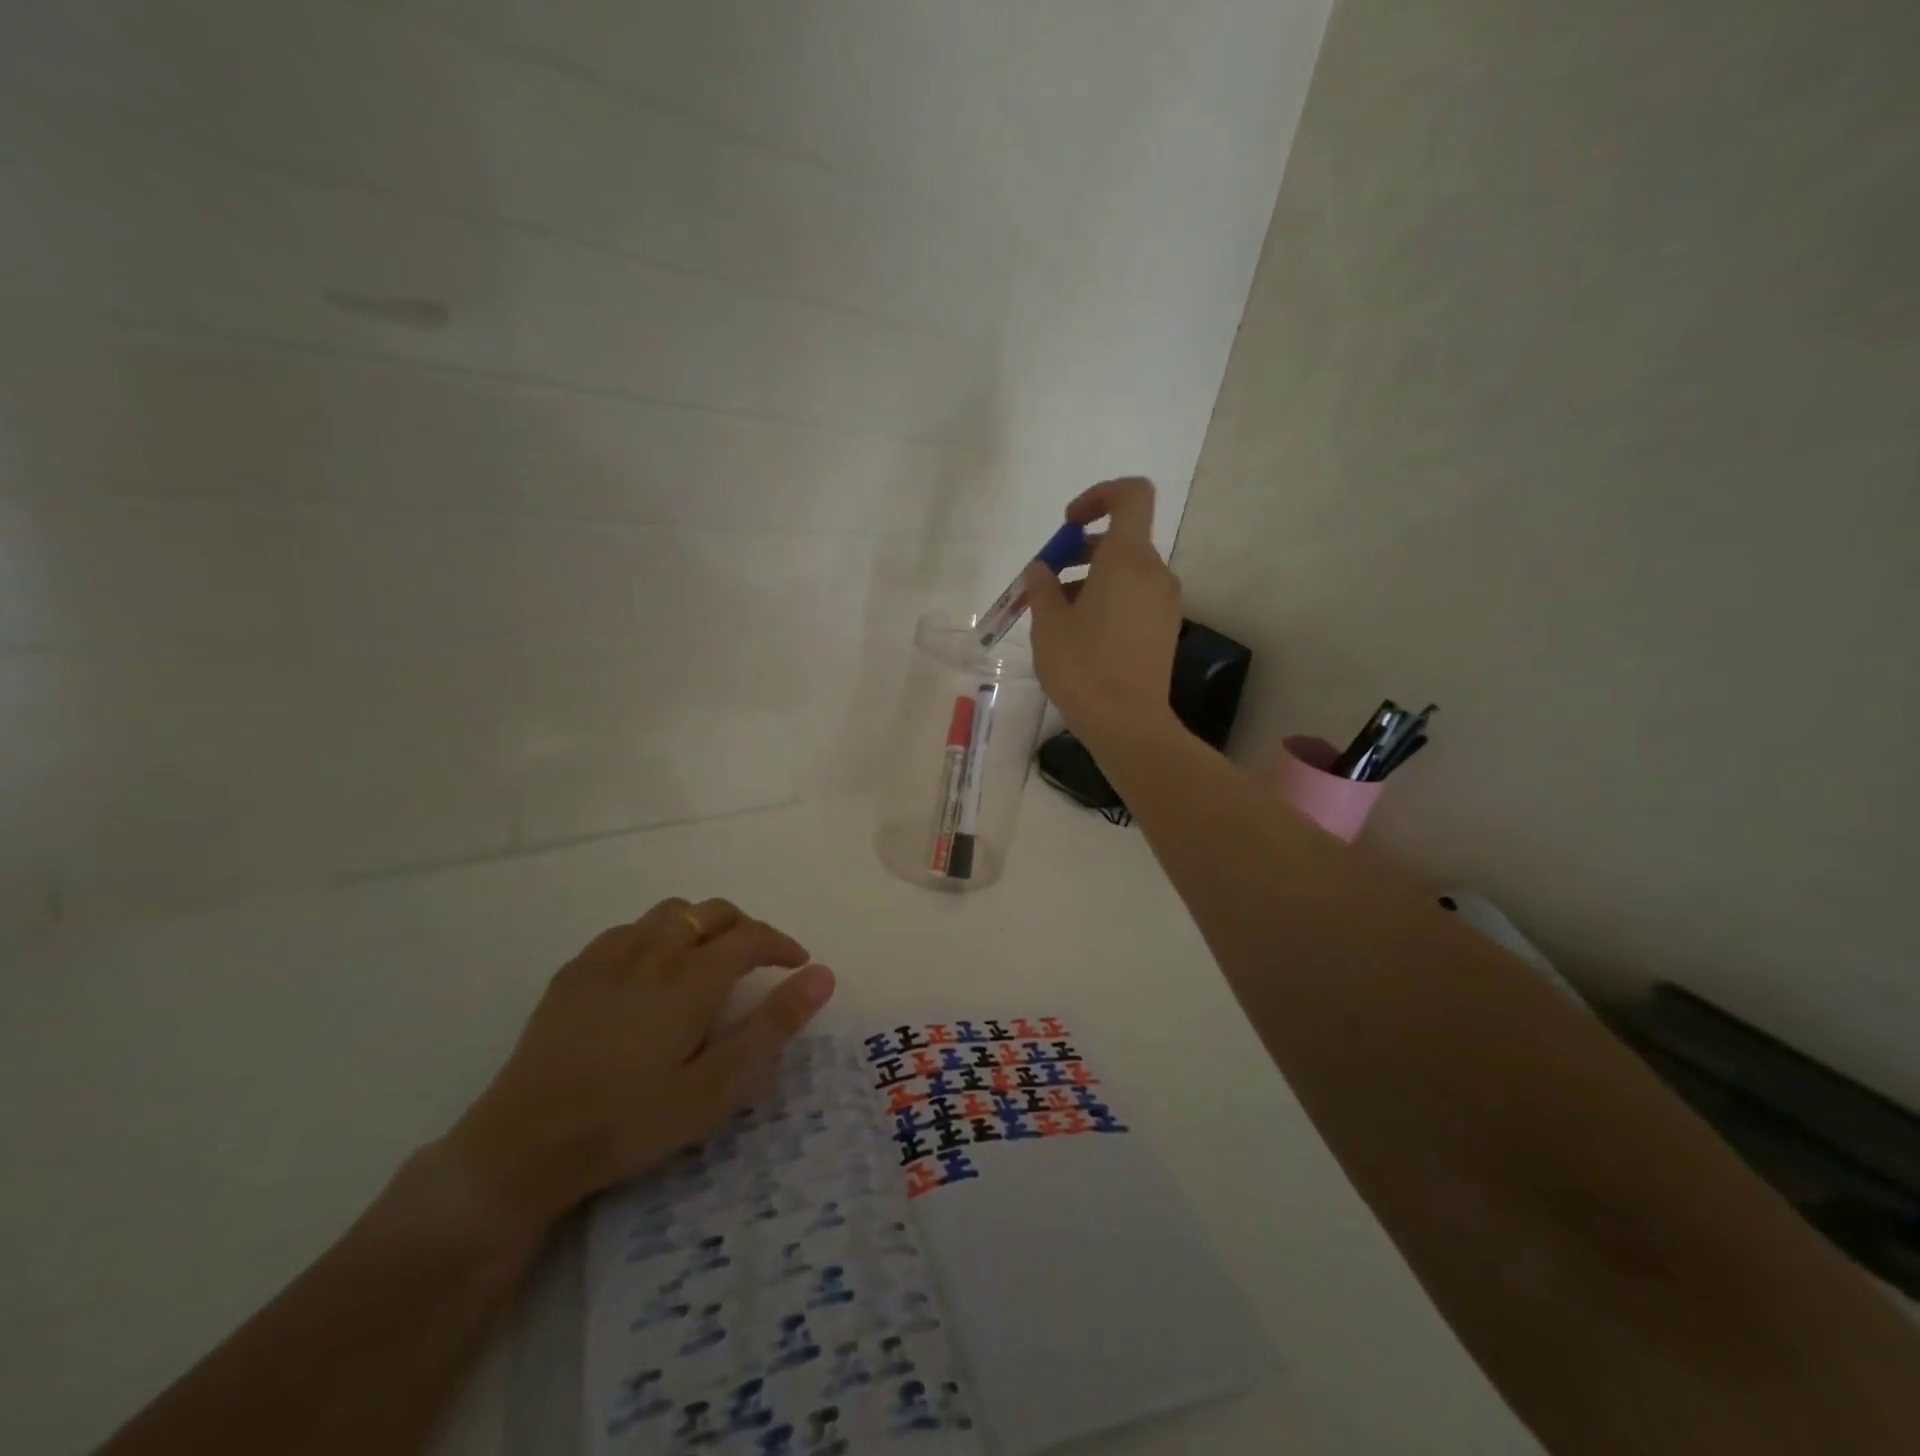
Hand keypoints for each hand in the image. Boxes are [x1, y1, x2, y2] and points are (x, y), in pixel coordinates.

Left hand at [442, 897, 834, 1236]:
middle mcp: (654, 951)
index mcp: (692, 977)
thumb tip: (823, 974)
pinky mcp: (575, 971)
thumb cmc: (631, 1121)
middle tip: (759, 961)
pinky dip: (657, 934)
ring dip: (701, 925)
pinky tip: (651, 970)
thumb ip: (773, 1025)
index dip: (782, 944)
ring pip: (670, 913)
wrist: (523, 1145)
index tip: (798, 963)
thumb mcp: (717, 1087)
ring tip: (709, 958)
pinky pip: (629, 929)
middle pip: (712, 913)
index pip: (752, 937)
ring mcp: (609, 956)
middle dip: (746, 928)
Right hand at [1023, 477, 1183, 742]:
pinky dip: (1107, 599)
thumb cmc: (1083, 667)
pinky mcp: (1164, 629)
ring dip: (1090, 578)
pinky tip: (1079, 634)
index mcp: (1128, 559)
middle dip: (1081, 549)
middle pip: (1122, 538)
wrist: (1128, 724)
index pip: (1131, 495)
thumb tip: (1042, 569)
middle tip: (1047, 581)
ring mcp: (1164, 603)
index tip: (1068, 524)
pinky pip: (1135, 597)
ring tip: (1056, 615)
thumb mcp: (1048, 624)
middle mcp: (1155, 573)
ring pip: (1126, 571)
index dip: (1099, 495)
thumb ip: (1042, 586)